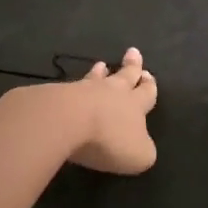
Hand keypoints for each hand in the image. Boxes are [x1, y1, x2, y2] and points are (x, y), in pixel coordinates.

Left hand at [66, 46, 158, 174]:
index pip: (146, 92)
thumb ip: (144, 150)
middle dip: (131, 66)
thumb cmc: (109, 139)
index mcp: (135, 105)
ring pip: (96, 78)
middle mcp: (112, 92)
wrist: (66, 121)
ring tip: (101, 64)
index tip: (148, 74)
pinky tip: (72, 86)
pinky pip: (71, 88)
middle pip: (125, 76)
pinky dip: (75, 86)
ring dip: (100, 72)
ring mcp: (84, 90)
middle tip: (133, 52)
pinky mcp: (59, 95)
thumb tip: (142, 146)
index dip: (149, 85)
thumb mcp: (138, 155)